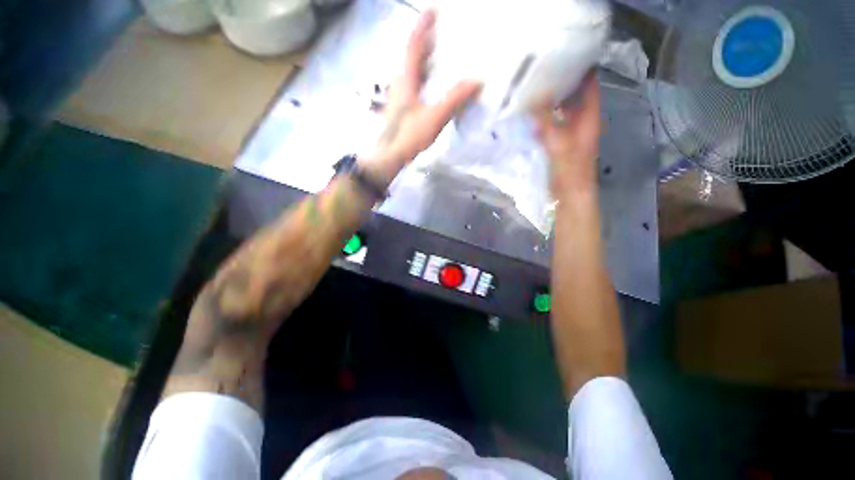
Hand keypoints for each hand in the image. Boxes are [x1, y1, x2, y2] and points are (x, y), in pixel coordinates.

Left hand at [361, 10, 480, 183]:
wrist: (388, 155)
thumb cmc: (409, 135)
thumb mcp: (434, 117)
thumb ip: (455, 99)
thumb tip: (477, 80)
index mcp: (406, 79)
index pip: (414, 45)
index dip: (423, 26)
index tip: (433, 9)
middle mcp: (400, 82)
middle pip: (411, 55)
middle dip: (425, 40)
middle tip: (440, 31)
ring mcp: (399, 96)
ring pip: (411, 70)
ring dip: (424, 58)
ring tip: (438, 53)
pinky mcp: (401, 108)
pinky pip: (413, 84)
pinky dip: (423, 76)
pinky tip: (431, 83)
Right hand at [533, 73, 601, 197]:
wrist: (569, 194)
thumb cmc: (569, 168)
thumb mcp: (558, 141)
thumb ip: (545, 120)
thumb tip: (530, 97)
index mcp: (589, 115)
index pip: (588, 82)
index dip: (581, 65)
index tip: (564, 50)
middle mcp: (580, 119)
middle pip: (573, 93)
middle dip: (560, 79)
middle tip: (540, 66)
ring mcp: (568, 131)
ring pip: (560, 108)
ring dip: (549, 98)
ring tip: (531, 84)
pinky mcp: (557, 142)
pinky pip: (549, 122)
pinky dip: (540, 116)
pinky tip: (527, 111)